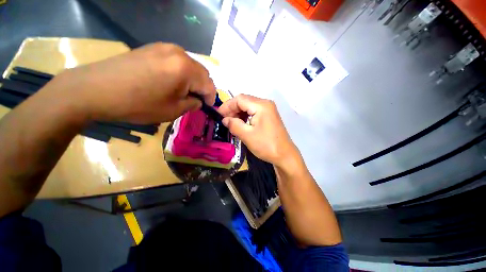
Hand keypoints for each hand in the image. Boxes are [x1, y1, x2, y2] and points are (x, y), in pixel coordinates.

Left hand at [45, 42, 215, 123]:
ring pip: (190, 66)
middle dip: (202, 88)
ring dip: (192, 80)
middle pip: (202, 73)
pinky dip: (180, 73)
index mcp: (186, 69)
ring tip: (182, 92)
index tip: (207, 107)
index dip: (211, 98)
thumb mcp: (173, 110)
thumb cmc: (138, 104)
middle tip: (195, 101)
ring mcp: (165, 47)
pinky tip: (170, 82)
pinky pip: (176, 61)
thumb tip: (198, 101)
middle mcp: (179, 53)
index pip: (209, 85)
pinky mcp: (153, 47)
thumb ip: (192, 104)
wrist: (95, 89)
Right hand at [218, 94, 299, 166]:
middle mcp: (265, 104)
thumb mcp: (247, 135)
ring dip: (238, 113)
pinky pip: (254, 112)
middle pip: (244, 101)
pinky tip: (241, 124)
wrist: (284, 155)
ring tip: (231, 123)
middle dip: (232, 110)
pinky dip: (245, 117)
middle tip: (224, 120)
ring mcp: (268, 109)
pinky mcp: (269, 116)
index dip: (227, 106)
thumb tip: (224, 119)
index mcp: (261, 105)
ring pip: (248, 107)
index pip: (239, 99)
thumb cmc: (266, 145)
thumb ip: (234, 125)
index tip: (218, 115)